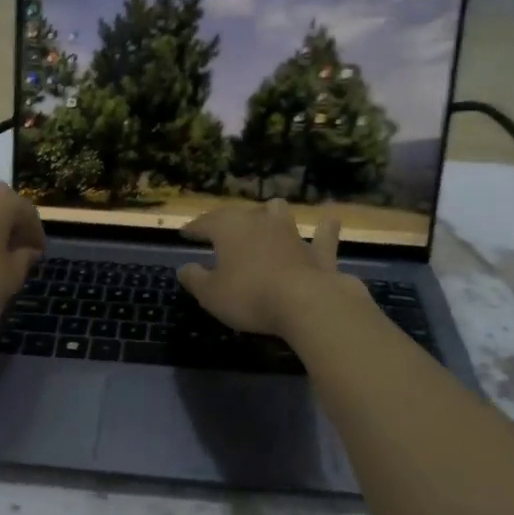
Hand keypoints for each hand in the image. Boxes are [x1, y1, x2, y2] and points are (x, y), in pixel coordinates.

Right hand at [176, 201, 364, 337]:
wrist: (305, 302)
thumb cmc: (249, 296)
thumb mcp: (211, 294)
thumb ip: (195, 279)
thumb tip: (184, 268)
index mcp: (230, 229)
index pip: (206, 222)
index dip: (194, 228)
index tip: (185, 233)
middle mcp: (260, 222)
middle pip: (241, 213)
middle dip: (228, 220)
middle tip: (221, 231)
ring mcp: (292, 233)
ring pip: (279, 212)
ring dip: (271, 214)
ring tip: (267, 219)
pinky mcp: (319, 252)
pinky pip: (323, 235)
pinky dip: (324, 230)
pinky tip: (329, 222)